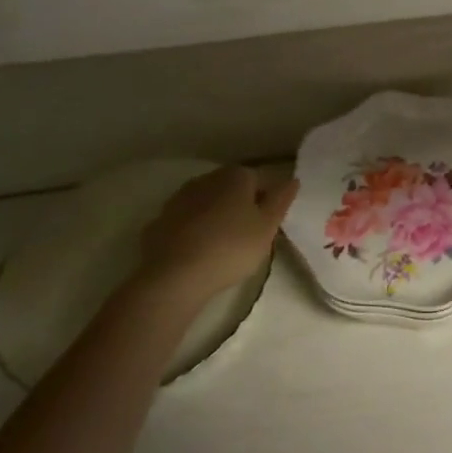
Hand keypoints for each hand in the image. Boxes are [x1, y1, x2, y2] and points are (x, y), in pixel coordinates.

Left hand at [136, 166, 297, 309]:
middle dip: (242, 206)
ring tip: (223, 245)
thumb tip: (292, 180)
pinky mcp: (159, 221)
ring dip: (216, 217)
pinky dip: (193, 231)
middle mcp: (207, 178)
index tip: (271, 223)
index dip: (270, 200)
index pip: (262, 180)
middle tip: (250, 235)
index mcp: (236, 176)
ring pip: (208, 203)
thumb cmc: (230, 247)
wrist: (173, 276)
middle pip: (233, 189)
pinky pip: (186, 222)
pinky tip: (197, 252)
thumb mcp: (267, 227)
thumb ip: (281, 201)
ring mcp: (180, 198)